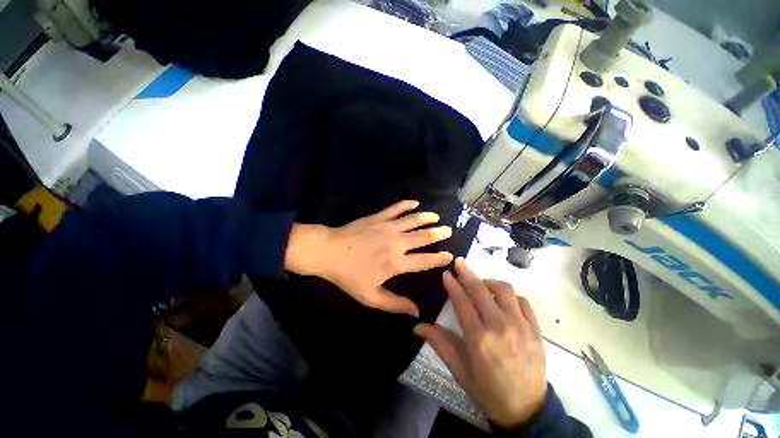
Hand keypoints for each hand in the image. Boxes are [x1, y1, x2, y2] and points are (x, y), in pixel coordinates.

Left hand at [285, 200, 453, 315]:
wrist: (329, 252)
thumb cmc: (349, 276)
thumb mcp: (370, 297)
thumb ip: (395, 304)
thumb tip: (416, 312)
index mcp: (396, 263)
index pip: (425, 261)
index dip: (439, 259)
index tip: (450, 256)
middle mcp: (397, 243)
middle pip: (423, 236)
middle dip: (438, 233)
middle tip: (448, 230)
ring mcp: (388, 227)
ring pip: (413, 220)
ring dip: (427, 217)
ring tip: (436, 217)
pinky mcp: (378, 217)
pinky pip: (396, 208)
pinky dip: (406, 205)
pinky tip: (414, 202)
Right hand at [414, 258, 547, 427]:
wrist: (526, 409)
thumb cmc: (487, 389)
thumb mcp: (459, 369)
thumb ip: (439, 342)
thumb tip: (417, 326)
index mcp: (478, 338)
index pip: (462, 302)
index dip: (453, 285)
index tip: (446, 273)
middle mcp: (500, 327)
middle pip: (481, 290)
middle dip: (467, 273)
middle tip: (459, 262)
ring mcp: (521, 326)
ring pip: (504, 290)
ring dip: (489, 282)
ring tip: (481, 284)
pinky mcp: (536, 329)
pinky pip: (522, 301)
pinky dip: (510, 295)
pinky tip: (502, 299)